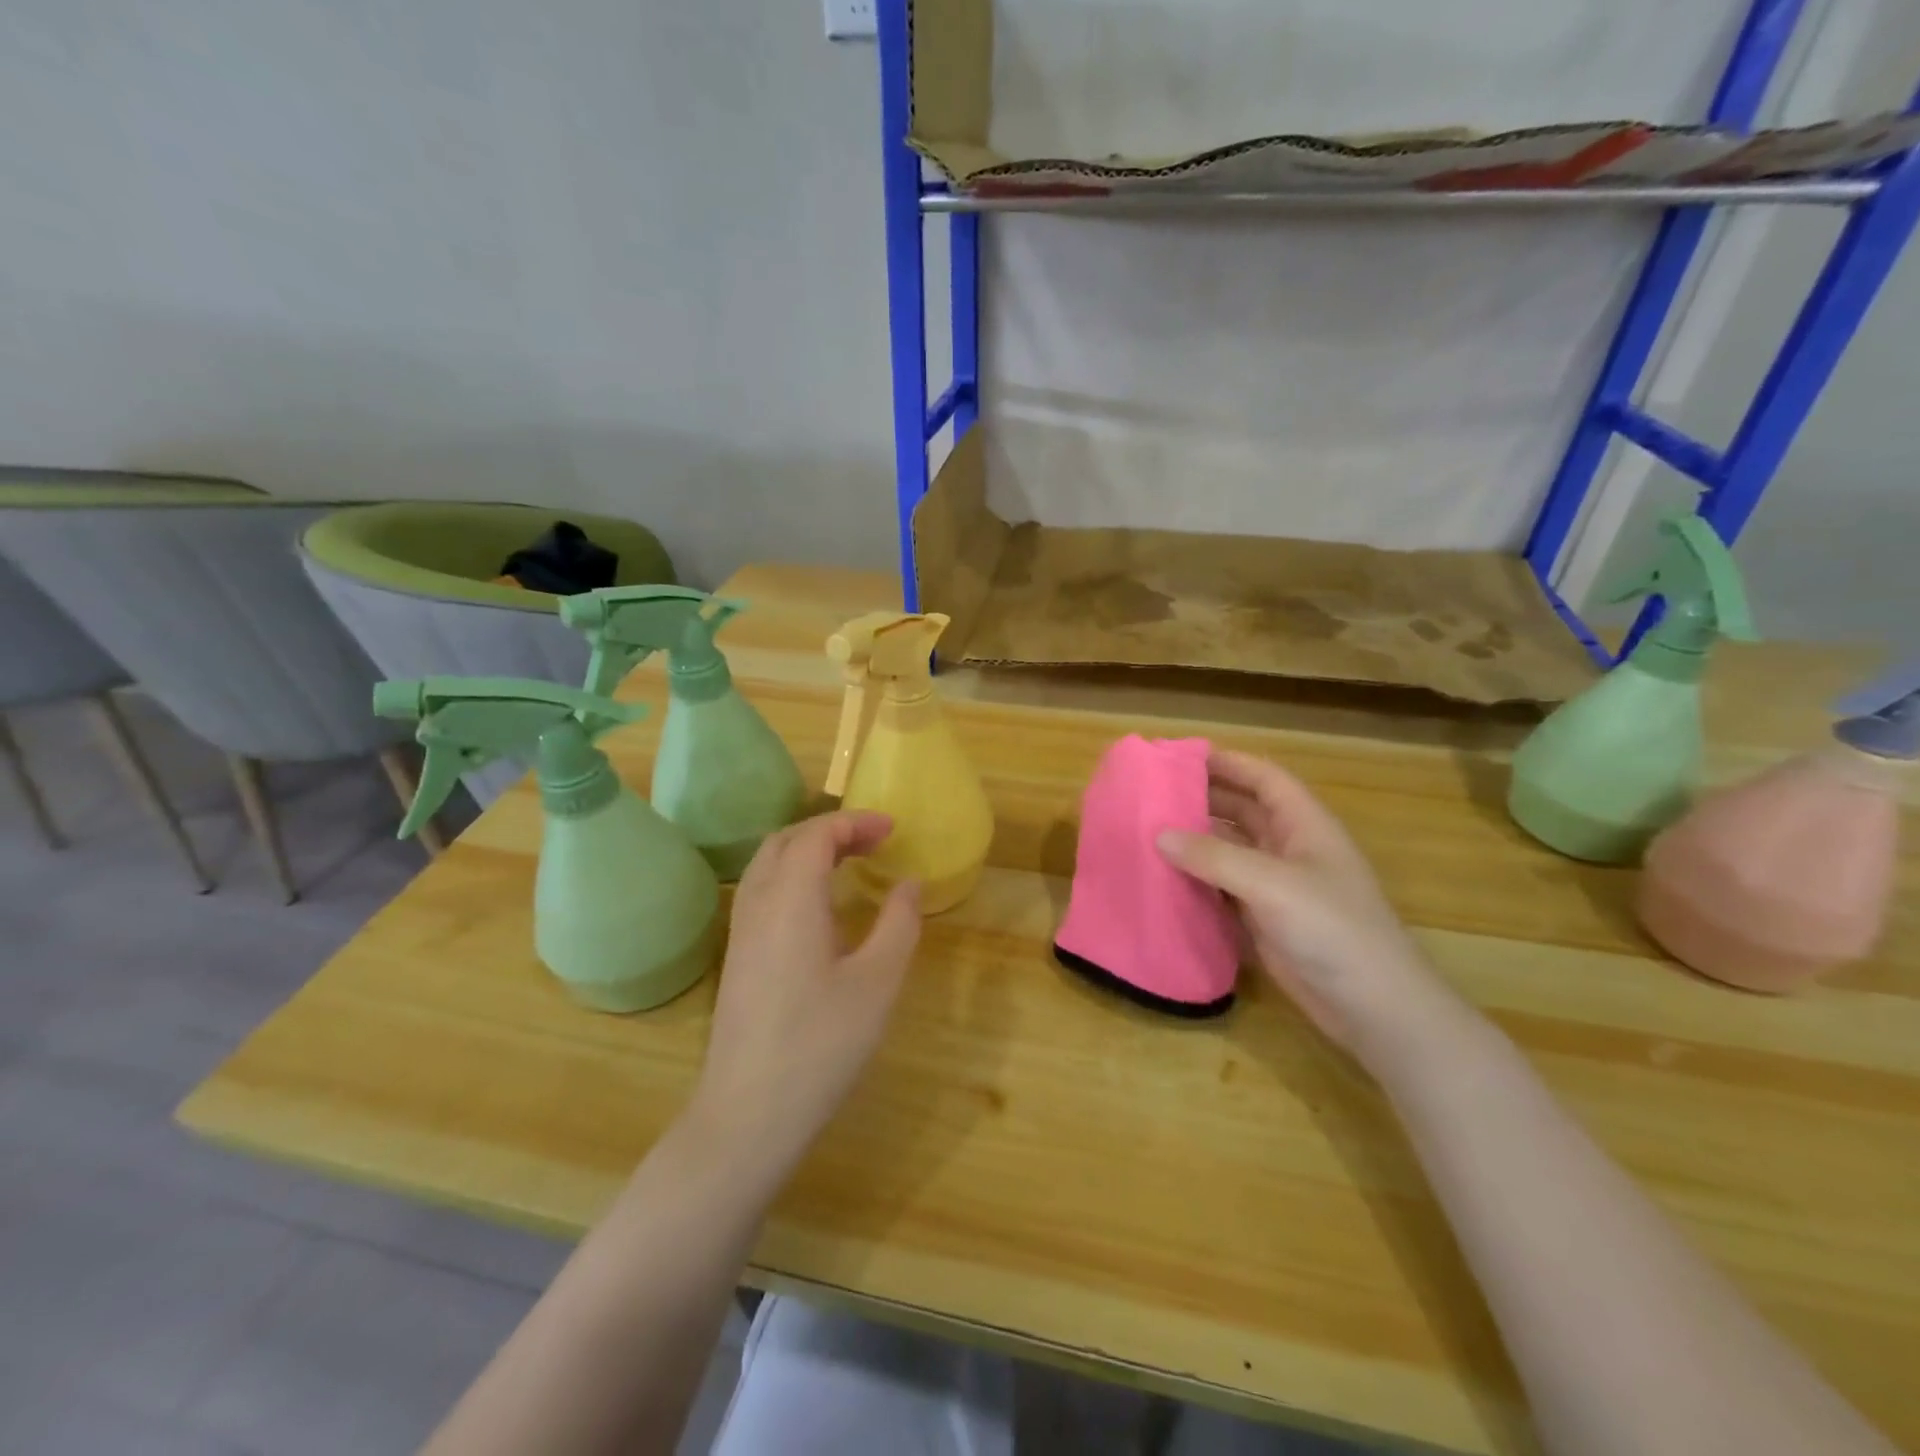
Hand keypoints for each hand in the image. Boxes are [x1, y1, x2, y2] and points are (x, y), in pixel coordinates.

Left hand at [690, 811, 920, 1178]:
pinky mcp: (737, 958)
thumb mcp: (877, 983)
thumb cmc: (820, 1046)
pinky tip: (822, 906)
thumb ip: (898, 924)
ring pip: (768, 864)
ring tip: (851, 862)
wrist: (747, 1115)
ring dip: (809, 850)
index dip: (855, 823)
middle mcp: (757, 905)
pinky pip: (762, 891)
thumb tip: (908, 884)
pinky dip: (793, 875)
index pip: (816, 835)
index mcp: (790, 901)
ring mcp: (740, 932)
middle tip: (875, 841)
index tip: (893, 830)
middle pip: (786, 840)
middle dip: (831, 829)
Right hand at [1156, 749, 1472, 1071]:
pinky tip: (1166, 877)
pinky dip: (1198, 878)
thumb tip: (1159, 835)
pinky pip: (1225, 887)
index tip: (1180, 756)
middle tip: (1153, 793)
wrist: (1373, 1008)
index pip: (1264, 779)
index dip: (1227, 762)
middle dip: (1204, 798)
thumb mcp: (1272, 884)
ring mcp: (1278, 886)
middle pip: (1244, 810)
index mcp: (1305, 826)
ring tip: (1148, 830)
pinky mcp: (1266, 919)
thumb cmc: (1332, 930)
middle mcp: (1291, 848)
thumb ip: (1214, 857)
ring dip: (1196, 840)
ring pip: (1231, 849)